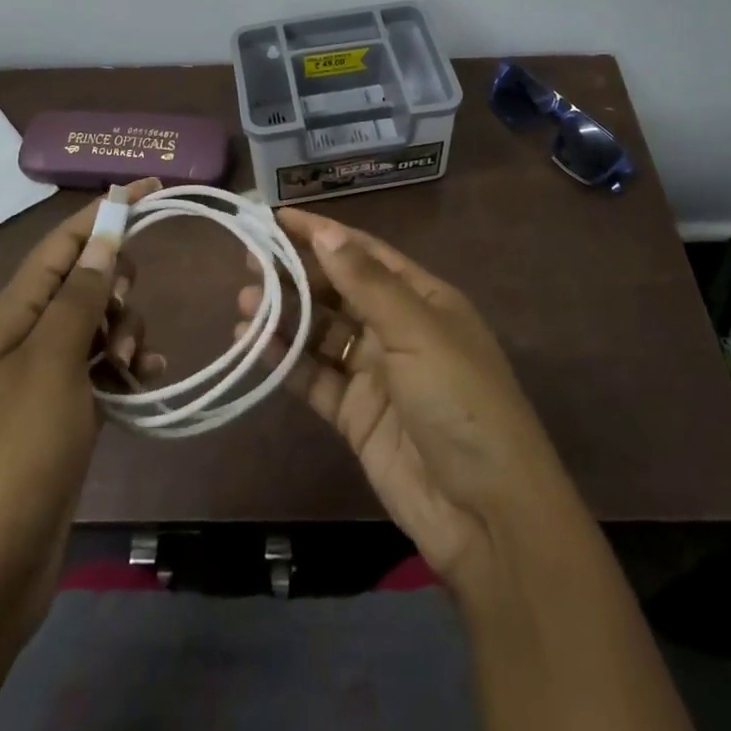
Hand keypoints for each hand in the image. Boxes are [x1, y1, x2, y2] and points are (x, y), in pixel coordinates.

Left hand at [0, 178, 164, 641]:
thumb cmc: (17, 452)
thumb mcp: (52, 363)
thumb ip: (81, 295)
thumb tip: (105, 234)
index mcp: (16, 311)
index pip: (65, 240)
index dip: (107, 210)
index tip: (154, 188)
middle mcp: (31, 331)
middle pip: (88, 276)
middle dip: (118, 284)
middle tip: (119, 320)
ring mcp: (50, 370)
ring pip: (104, 319)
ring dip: (127, 330)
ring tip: (126, 367)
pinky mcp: (69, 405)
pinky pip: (108, 362)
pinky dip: (129, 363)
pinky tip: (146, 381)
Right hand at [238, 208, 580, 595]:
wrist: (486, 512)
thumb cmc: (460, 402)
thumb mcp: (418, 332)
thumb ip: (367, 283)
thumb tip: (326, 232)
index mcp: (422, 298)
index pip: (365, 253)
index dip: (322, 233)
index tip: (276, 218)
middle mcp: (397, 328)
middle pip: (339, 289)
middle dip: (297, 273)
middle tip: (249, 260)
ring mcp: (375, 373)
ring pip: (322, 332)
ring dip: (286, 315)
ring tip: (243, 300)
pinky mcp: (356, 415)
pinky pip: (315, 377)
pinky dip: (286, 360)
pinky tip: (253, 344)